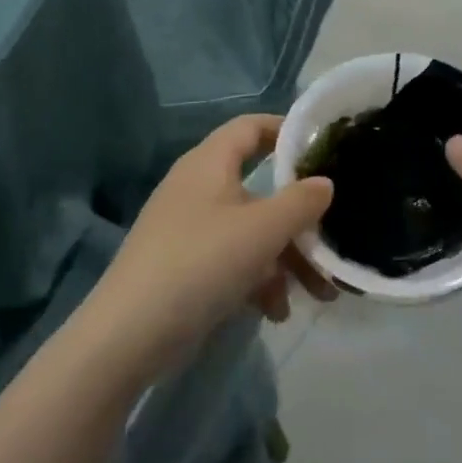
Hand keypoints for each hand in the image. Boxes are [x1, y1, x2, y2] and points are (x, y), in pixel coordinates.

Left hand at [80, 115, 337, 383]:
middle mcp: (199, 188)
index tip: (324, 148)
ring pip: (252, 232)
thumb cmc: (201, 263)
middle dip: (300, 220)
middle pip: (260, 189)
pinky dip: (258, 281)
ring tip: (319, 294)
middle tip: (332, 240)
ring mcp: (190, 229)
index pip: (251, 127)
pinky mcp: (186, 267)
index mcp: (209, 163)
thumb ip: (301, 202)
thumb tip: (325, 183)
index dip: (287, 130)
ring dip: (286, 259)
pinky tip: (276, 313)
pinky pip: (233, 261)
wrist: (128, 335)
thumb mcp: (262, 230)